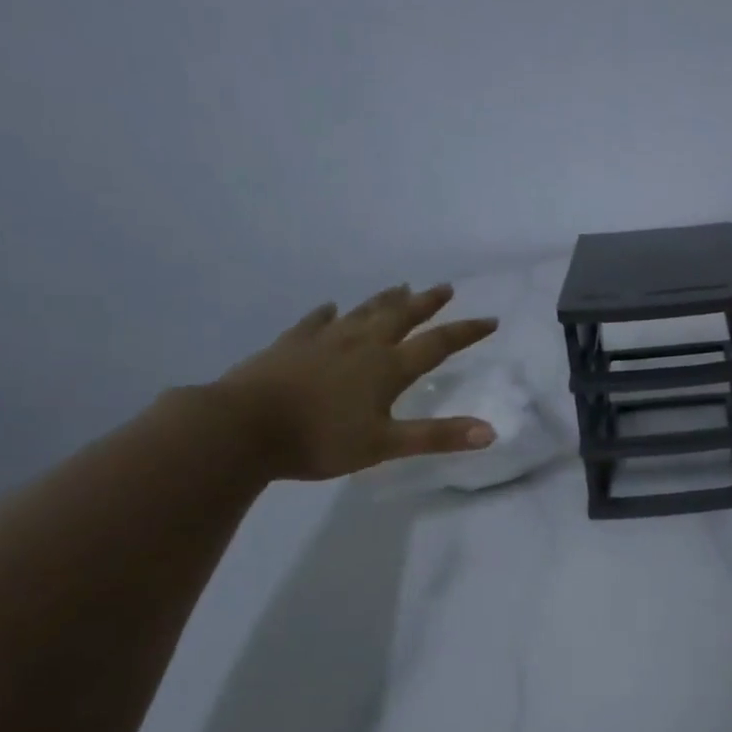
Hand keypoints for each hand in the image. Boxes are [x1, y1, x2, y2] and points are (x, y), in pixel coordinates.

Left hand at [213, 284, 498, 480]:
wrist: (240, 428)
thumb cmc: (319, 440)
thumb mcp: (385, 445)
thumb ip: (438, 436)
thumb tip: (490, 432)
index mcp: (387, 368)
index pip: (437, 344)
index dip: (466, 332)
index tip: (490, 320)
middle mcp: (361, 346)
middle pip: (400, 317)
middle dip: (426, 303)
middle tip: (445, 287)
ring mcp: (323, 341)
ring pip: (362, 313)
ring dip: (385, 300)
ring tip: (401, 285)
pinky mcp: (290, 346)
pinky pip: (315, 322)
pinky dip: (327, 313)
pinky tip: (330, 307)